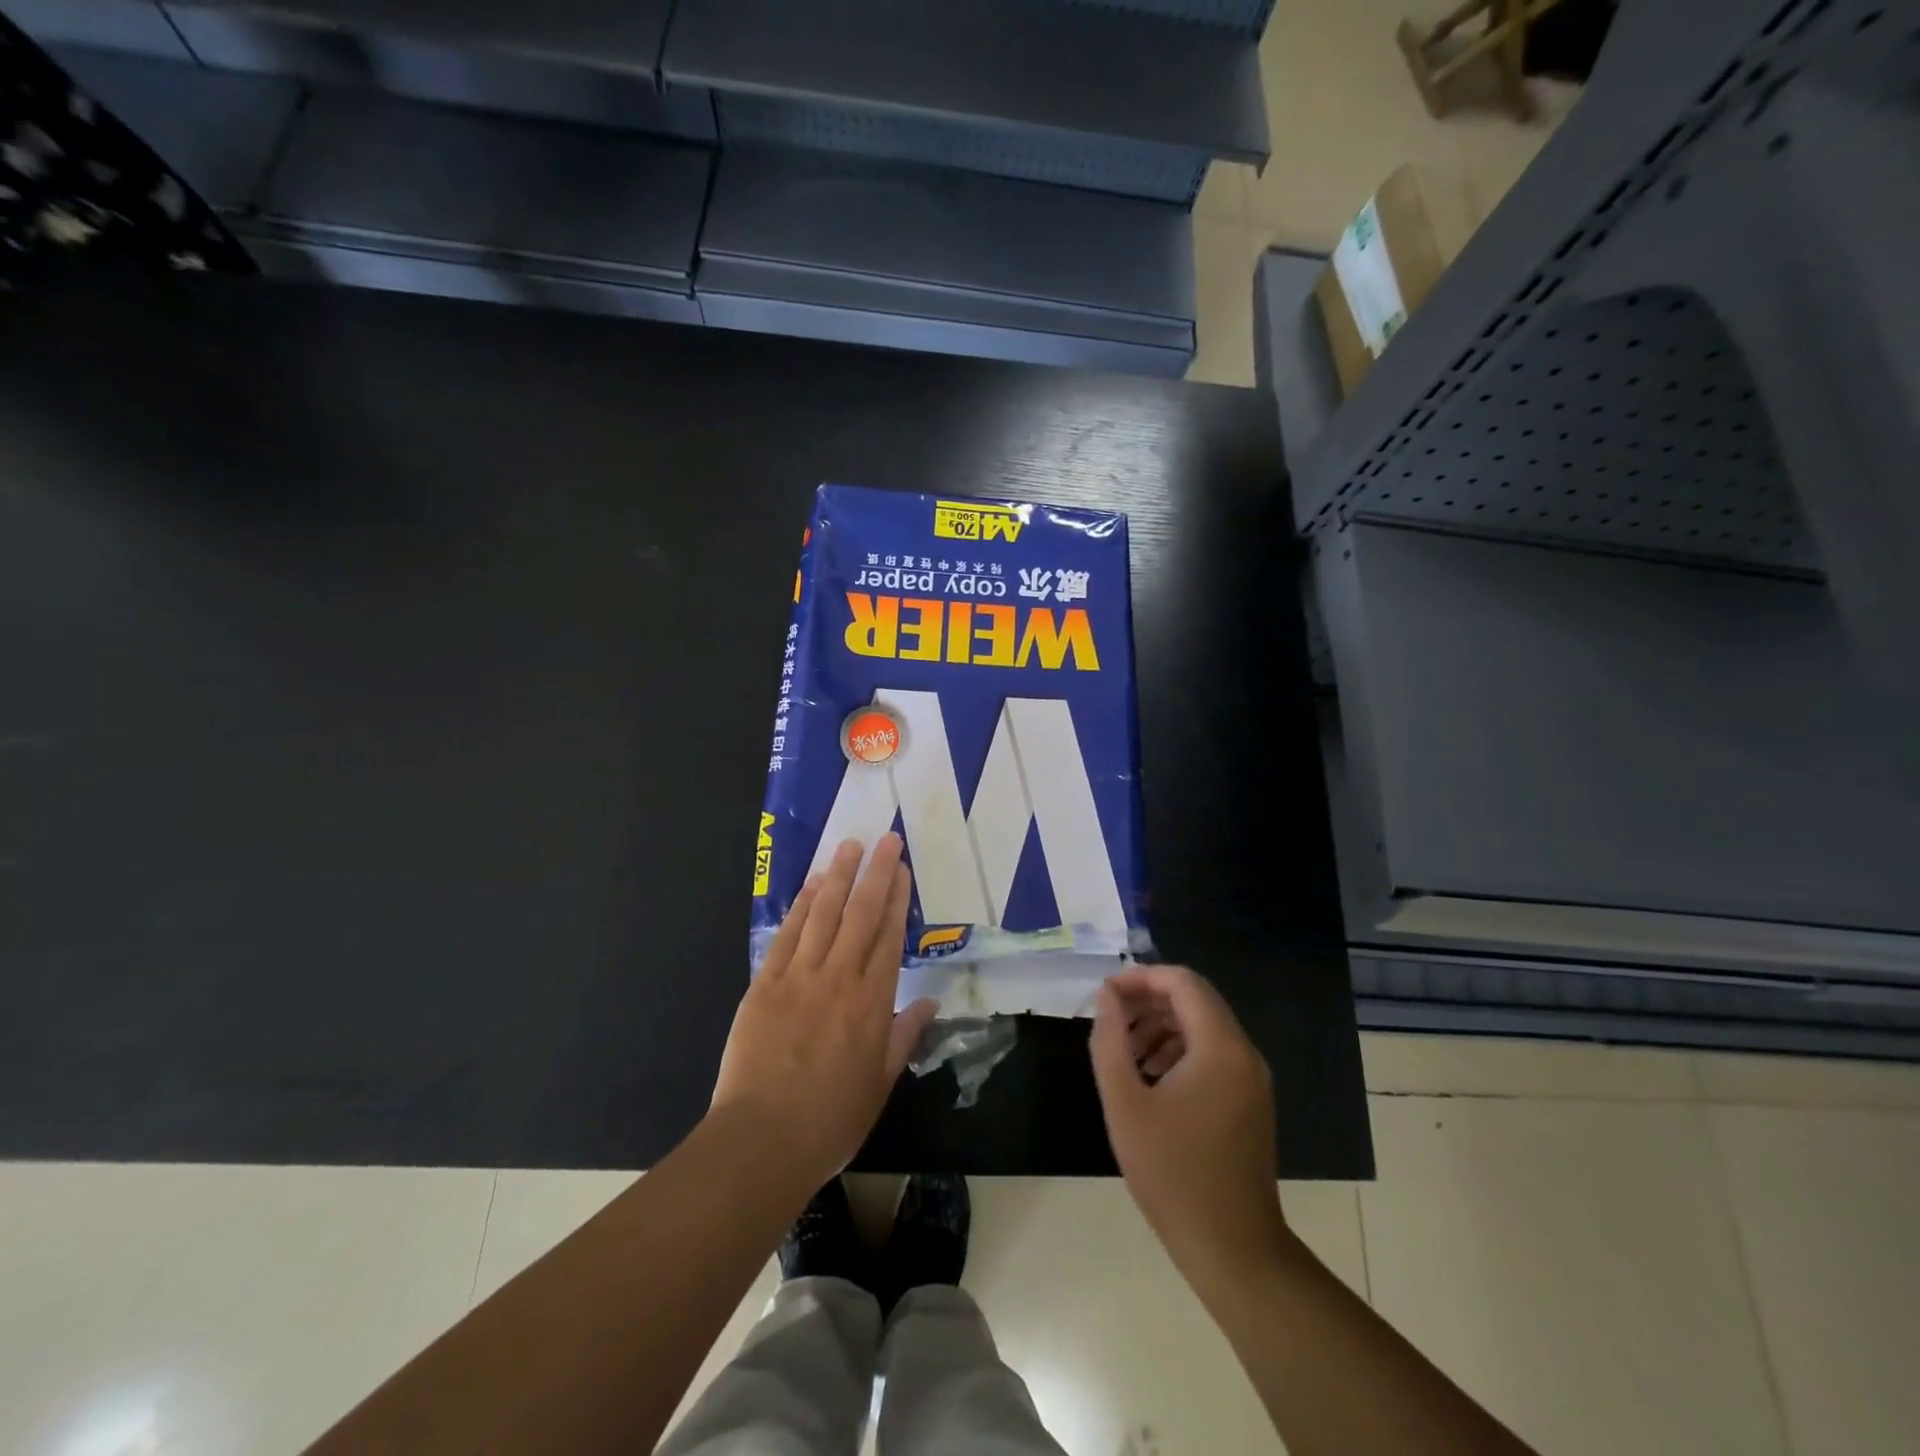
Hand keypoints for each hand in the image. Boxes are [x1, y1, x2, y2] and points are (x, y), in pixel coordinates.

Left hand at [710, 833, 937, 1188]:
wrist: (762, 1139)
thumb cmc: (830, 1119)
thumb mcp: (880, 1083)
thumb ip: (904, 1037)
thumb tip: (929, 1003)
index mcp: (872, 1003)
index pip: (889, 937)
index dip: (897, 899)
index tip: (902, 869)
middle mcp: (839, 979)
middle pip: (861, 914)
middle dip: (875, 873)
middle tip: (886, 839)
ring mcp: (799, 977)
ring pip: (823, 915)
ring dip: (838, 876)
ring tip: (849, 846)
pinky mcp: (765, 984)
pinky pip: (787, 936)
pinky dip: (801, 907)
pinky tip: (811, 885)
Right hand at [1090, 965, 1289, 1291]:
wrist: (1232, 1249)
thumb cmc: (1172, 1173)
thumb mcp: (1125, 1103)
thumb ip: (1111, 1040)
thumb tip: (1107, 996)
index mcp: (1220, 1047)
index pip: (1182, 982)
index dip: (1141, 977)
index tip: (1106, 994)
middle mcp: (1244, 1053)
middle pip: (1195, 1000)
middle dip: (1149, 1000)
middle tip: (1110, 1020)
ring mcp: (1252, 1079)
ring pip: (1204, 1027)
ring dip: (1161, 1026)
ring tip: (1124, 1052)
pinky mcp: (1251, 1101)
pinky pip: (1214, 1054)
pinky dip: (1180, 1050)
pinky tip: (1150, 1078)